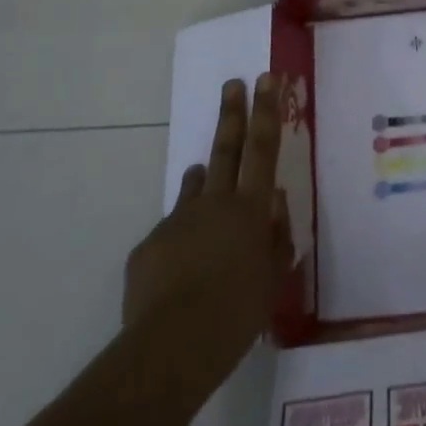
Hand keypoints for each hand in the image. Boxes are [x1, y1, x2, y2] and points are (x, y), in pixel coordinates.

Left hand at [121, 75, 296, 404]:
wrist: (172, 347)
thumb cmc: (238, 312)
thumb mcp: (273, 276)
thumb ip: (276, 236)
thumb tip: (272, 204)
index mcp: (250, 208)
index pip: (262, 147)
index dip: (266, 110)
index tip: (265, 78)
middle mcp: (214, 203)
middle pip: (226, 148)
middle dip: (231, 113)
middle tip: (232, 83)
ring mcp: (177, 221)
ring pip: (195, 187)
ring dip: (204, 177)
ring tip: (206, 174)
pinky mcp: (149, 246)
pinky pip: (172, 233)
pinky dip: (182, 240)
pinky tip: (183, 271)